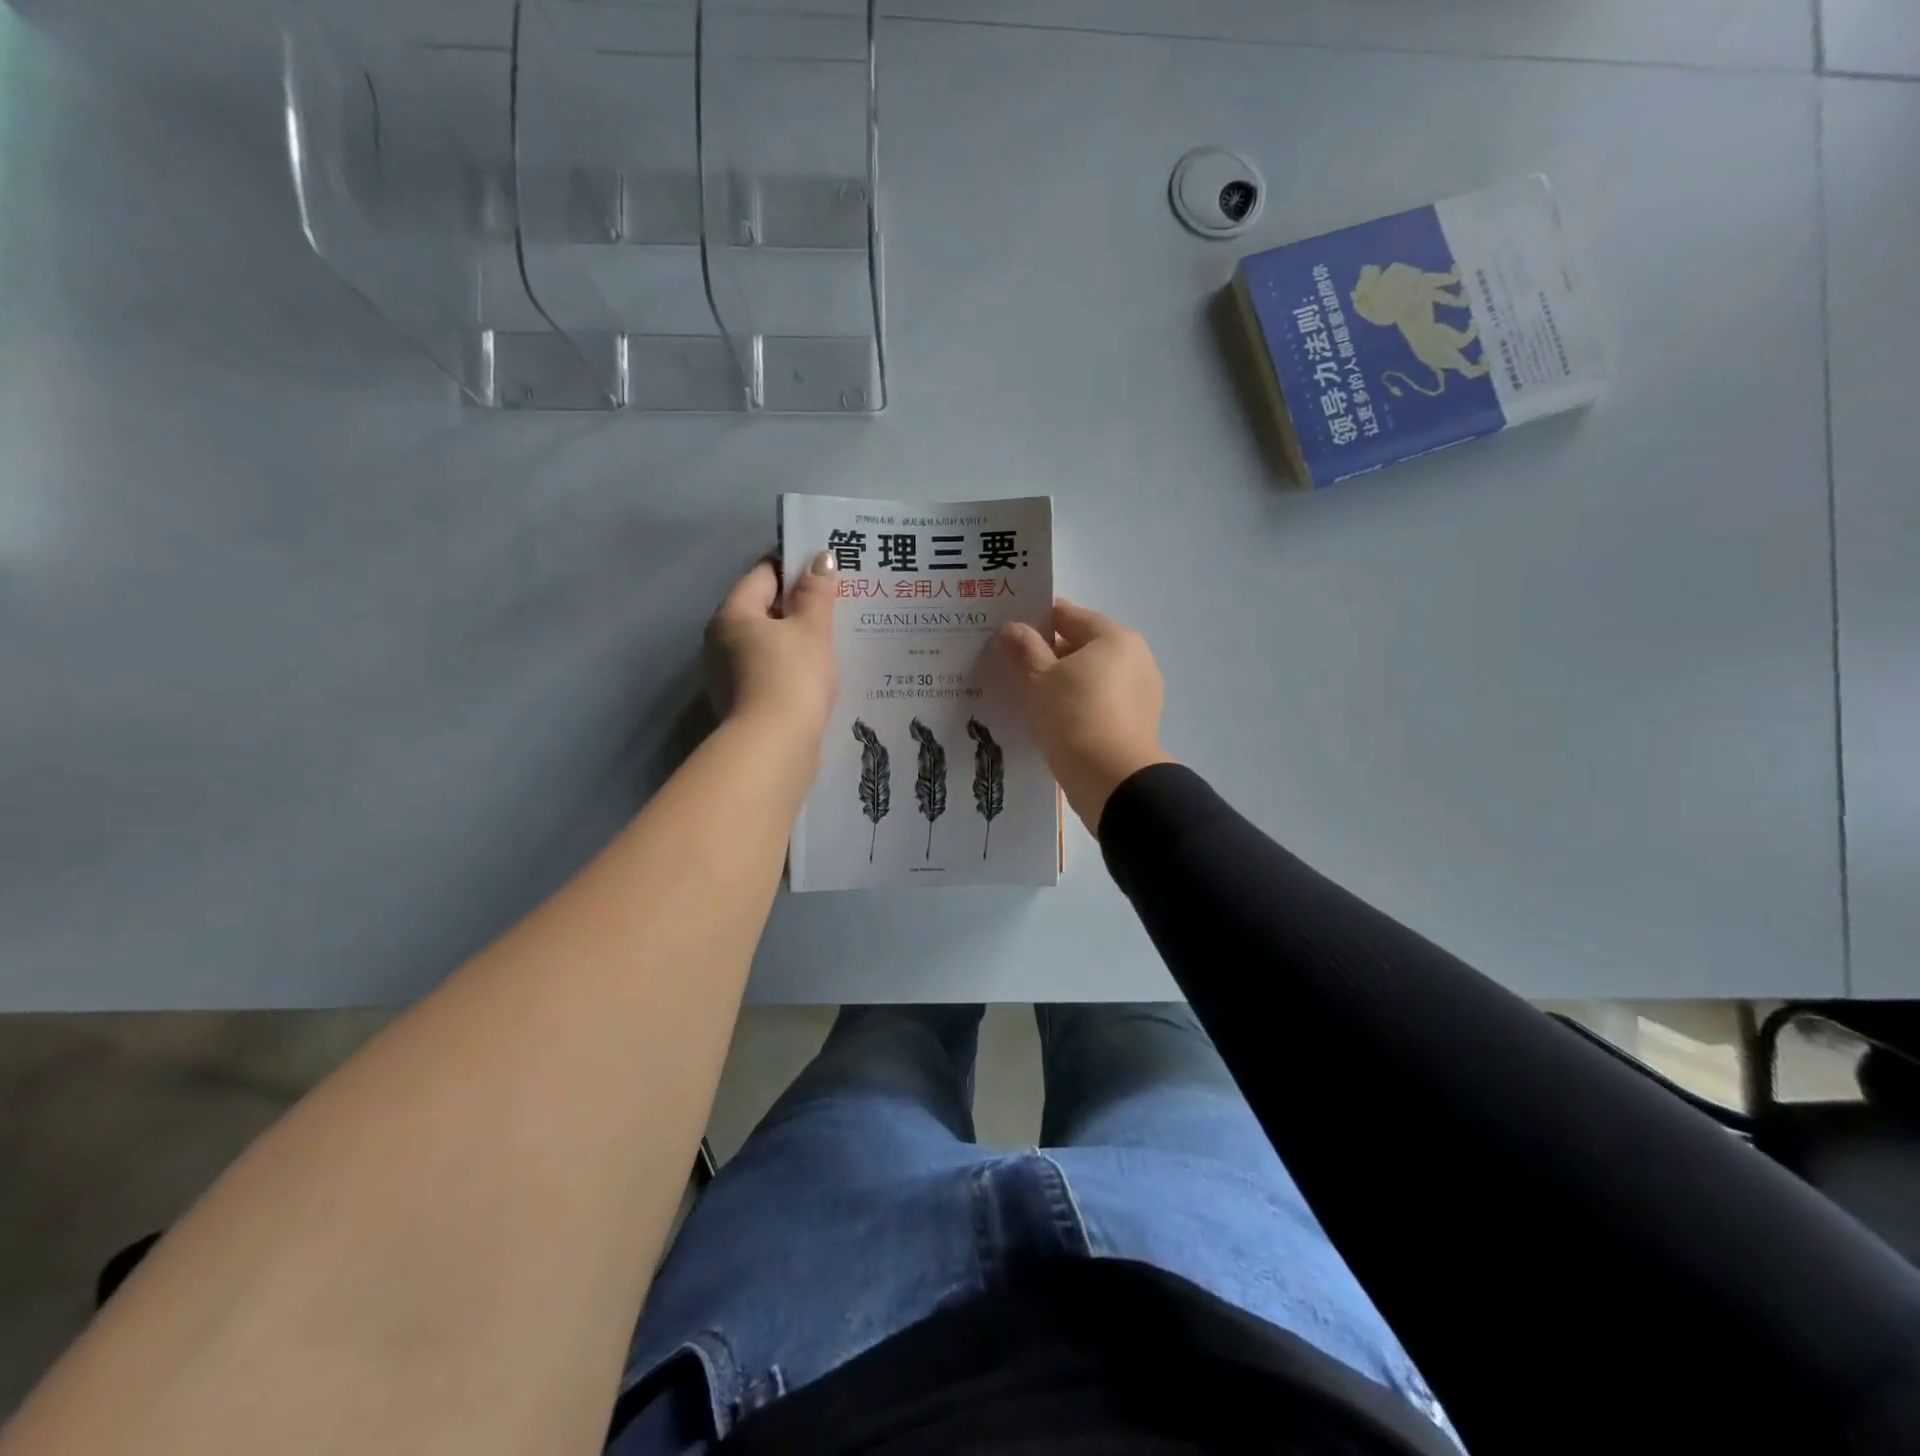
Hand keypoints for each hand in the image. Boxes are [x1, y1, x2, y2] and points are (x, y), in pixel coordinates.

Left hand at [706, 552, 837, 745]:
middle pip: (763, 609)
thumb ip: (816, 592)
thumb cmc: (792, 677)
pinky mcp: (741, 703)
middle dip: (799, 605)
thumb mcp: (812, 629)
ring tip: (835, 640)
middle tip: (839, 604)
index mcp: (733, 614)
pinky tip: (818, 674)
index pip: (764, 573)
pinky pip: (769, 671)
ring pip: (767, 643)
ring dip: (796, 639)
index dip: (796, 566)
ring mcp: (727, 675)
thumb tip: (820, 558)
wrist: (774, 747)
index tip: (828, 570)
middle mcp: (721, 640)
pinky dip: (791, 667)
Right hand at [996, 598, 1172, 834]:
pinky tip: (1055, 718)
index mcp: (1115, 637)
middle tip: (1014, 665)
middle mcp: (1136, 658)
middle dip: (1050, 652)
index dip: (1036, 619)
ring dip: (1065, 680)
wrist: (1111, 779)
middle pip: (1084, 645)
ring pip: (1093, 676)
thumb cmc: (1073, 716)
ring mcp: (1141, 692)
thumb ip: (1023, 648)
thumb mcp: (1038, 678)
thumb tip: (1011, 628)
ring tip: (1030, 695)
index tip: (1009, 631)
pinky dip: (1080, 703)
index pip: (1069, 615)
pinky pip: (1102, 701)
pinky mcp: (1139, 722)